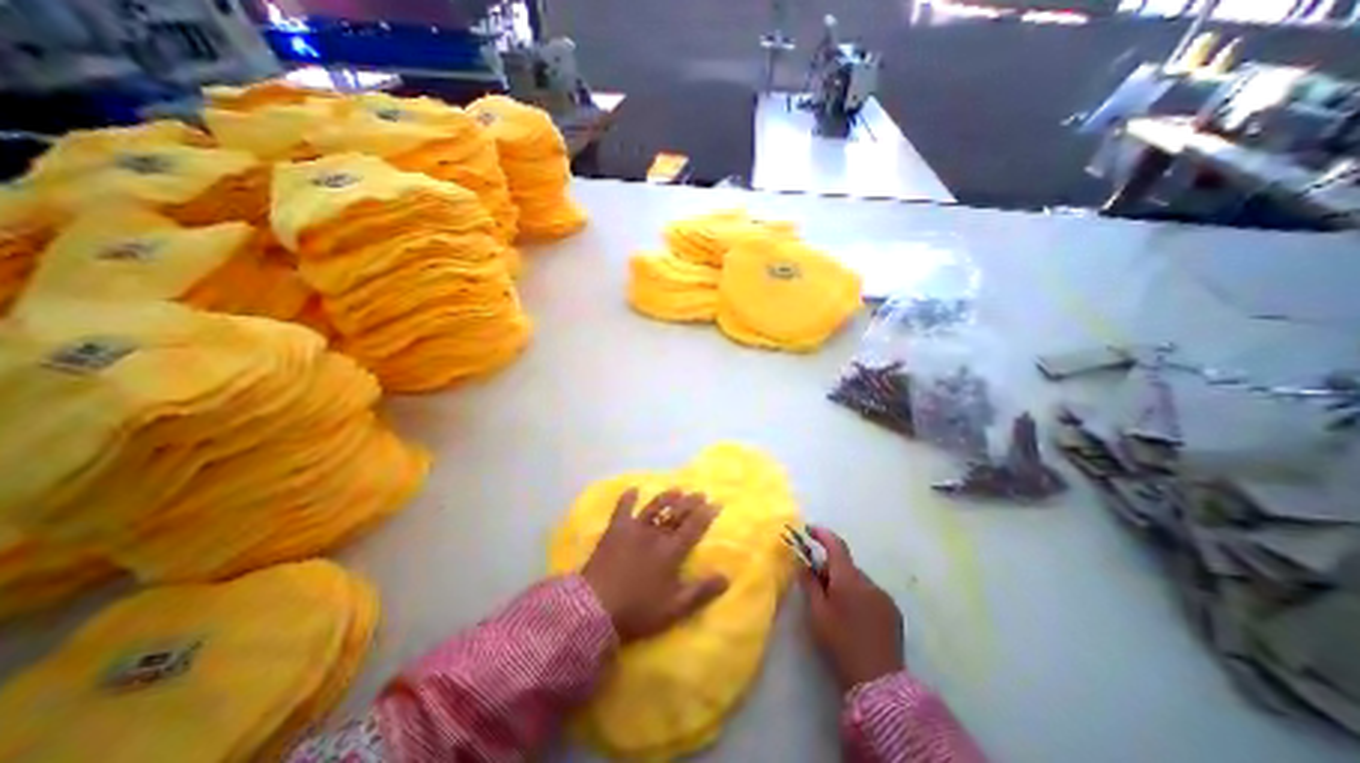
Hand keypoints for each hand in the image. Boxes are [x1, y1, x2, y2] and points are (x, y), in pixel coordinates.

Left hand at [585, 488, 734, 643]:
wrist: (596, 607)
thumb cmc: (638, 610)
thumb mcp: (674, 608)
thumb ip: (701, 593)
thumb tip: (727, 578)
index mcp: (671, 551)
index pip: (693, 527)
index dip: (705, 514)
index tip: (715, 503)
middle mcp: (655, 534)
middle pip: (676, 514)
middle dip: (690, 502)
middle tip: (700, 493)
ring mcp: (634, 529)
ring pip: (654, 508)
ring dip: (667, 497)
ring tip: (677, 489)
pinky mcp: (615, 530)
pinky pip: (622, 509)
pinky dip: (627, 498)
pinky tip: (632, 489)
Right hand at [799, 525, 901, 690]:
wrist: (879, 683)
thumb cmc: (841, 643)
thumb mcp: (817, 613)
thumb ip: (809, 583)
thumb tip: (803, 564)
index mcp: (848, 579)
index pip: (835, 545)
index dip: (822, 534)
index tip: (809, 529)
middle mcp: (869, 582)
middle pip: (845, 565)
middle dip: (830, 569)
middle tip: (816, 585)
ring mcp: (884, 597)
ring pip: (858, 581)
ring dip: (845, 585)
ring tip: (836, 608)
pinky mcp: (893, 612)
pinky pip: (870, 594)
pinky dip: (859, 597)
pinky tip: (854, 619)